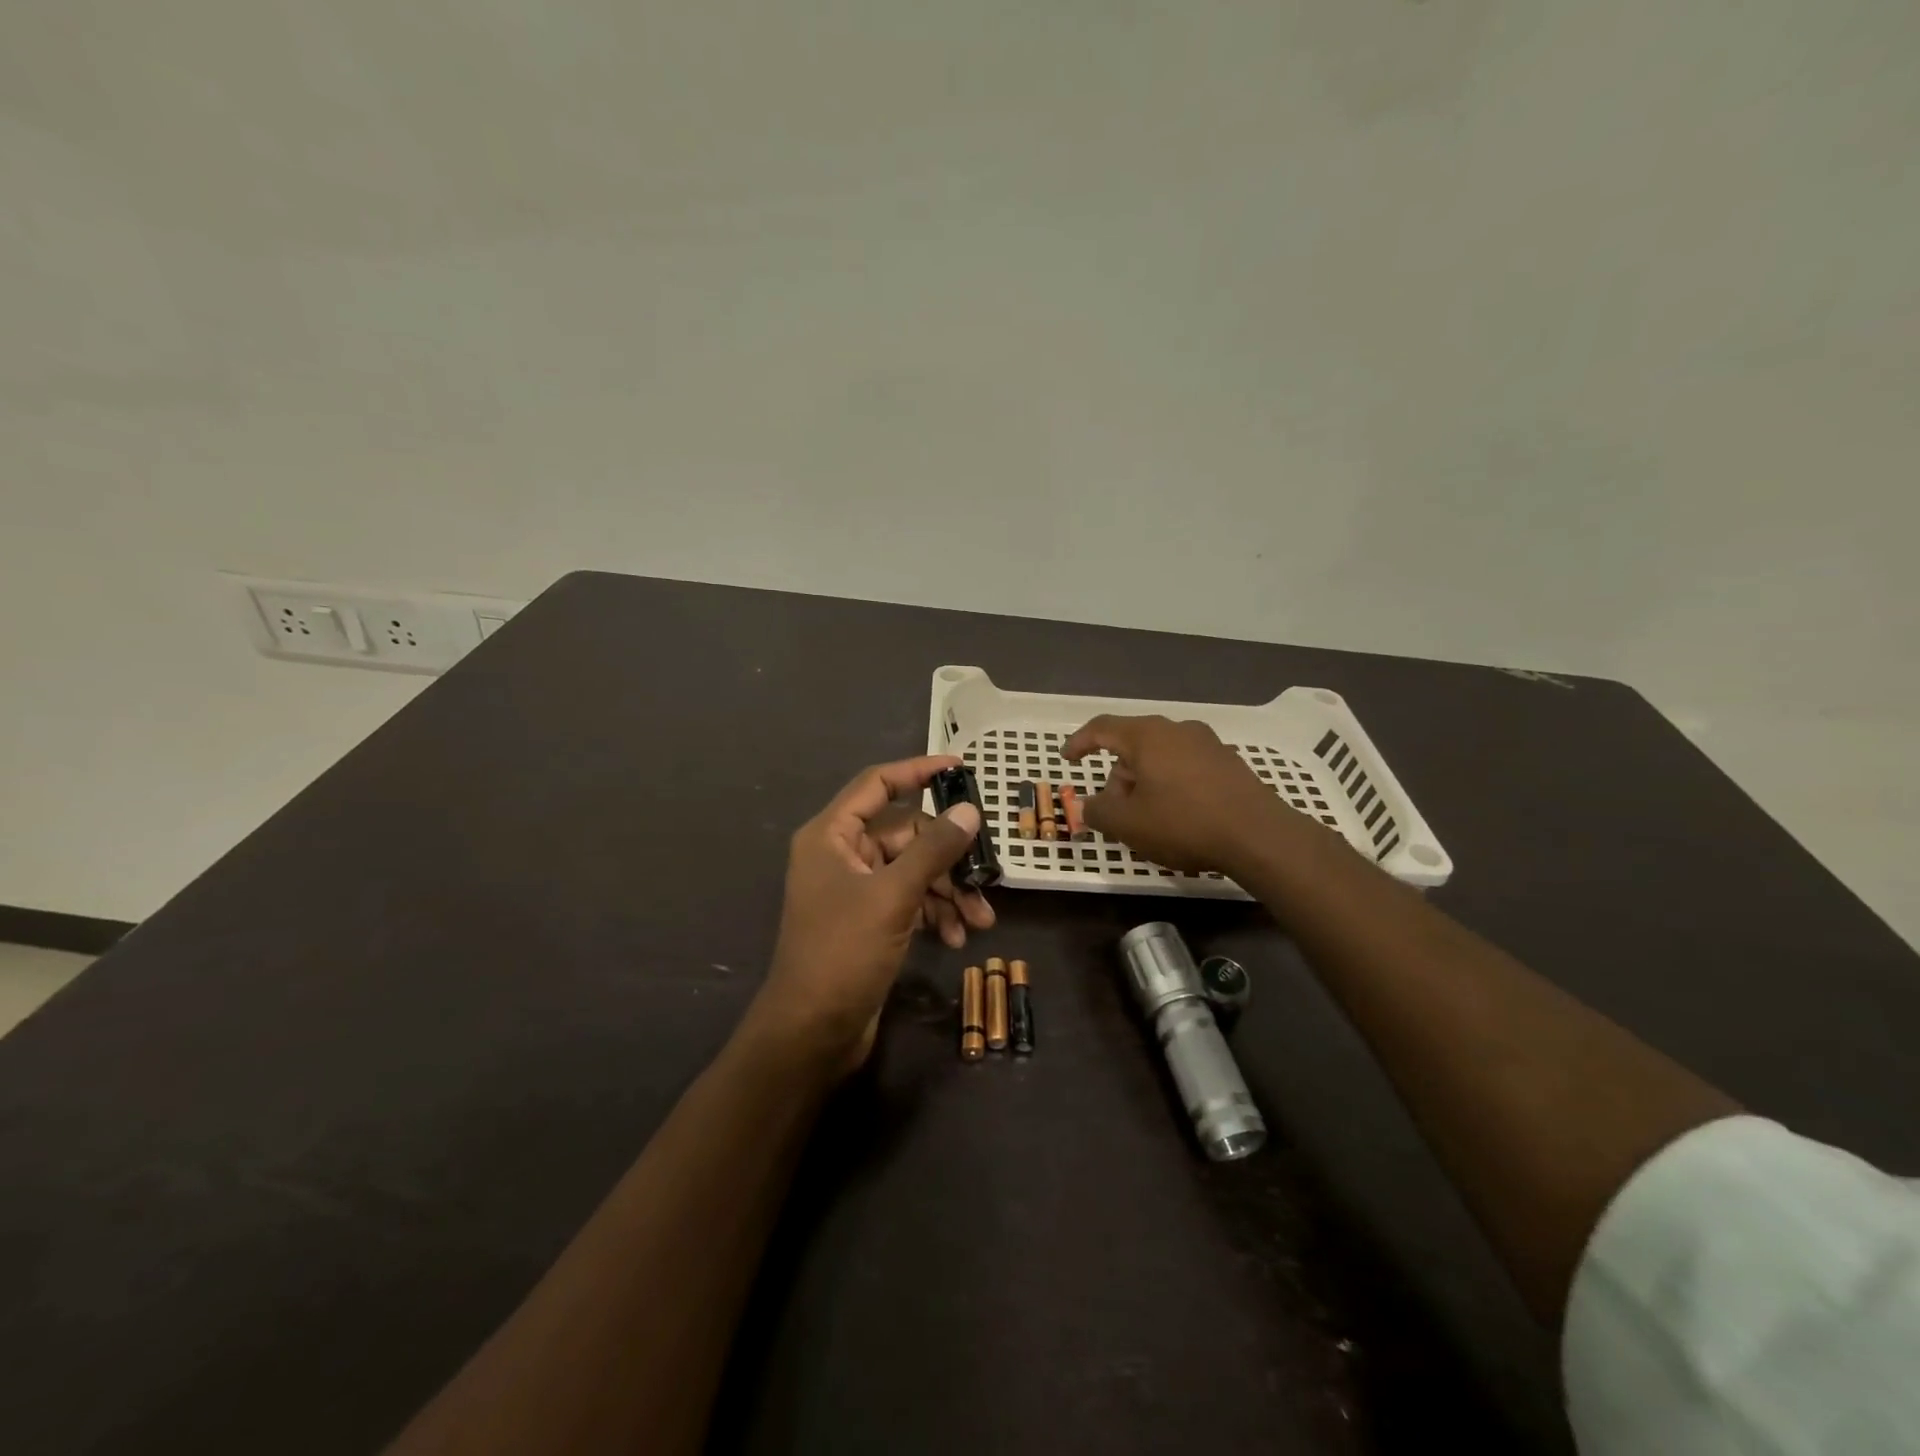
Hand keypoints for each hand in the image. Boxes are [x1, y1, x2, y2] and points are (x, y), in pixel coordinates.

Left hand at [752, 755, 991, 1073]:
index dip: (917, 771)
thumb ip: (933, 850)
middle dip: (948, 857)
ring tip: (980, 920)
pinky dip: (934, 912)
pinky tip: (956, 937)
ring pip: (913, 870)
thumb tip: (970, 811)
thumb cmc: (843, 953)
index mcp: (832, 835)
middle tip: (987, 876)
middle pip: (906, 833)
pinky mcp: (869, 919)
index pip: (877, 784)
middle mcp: (841, 854)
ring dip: (948, 891)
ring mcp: (856, 889)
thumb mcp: (893, 896)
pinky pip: (910, 899)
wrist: (812, 1032)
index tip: (959, 767)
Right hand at [1063, 715, 1290, 873]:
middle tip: (1115, 812)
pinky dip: (1171, 785)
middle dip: (1117, 778)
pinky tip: (1178, 816)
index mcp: (1148, 736)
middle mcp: (1177, 730)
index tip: (1067, 759)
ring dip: (1145, 783)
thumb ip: (1098, 811)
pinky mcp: (1228, 763)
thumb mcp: (1128, 824)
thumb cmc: (1184, 823)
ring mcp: (1208, 744)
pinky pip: (1185, 767)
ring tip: (1148, 820)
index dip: (1079, 742)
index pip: (1102, 728)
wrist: (1259, 836)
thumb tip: (1088, 805)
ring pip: (1160, 757)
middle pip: (1133, 746)